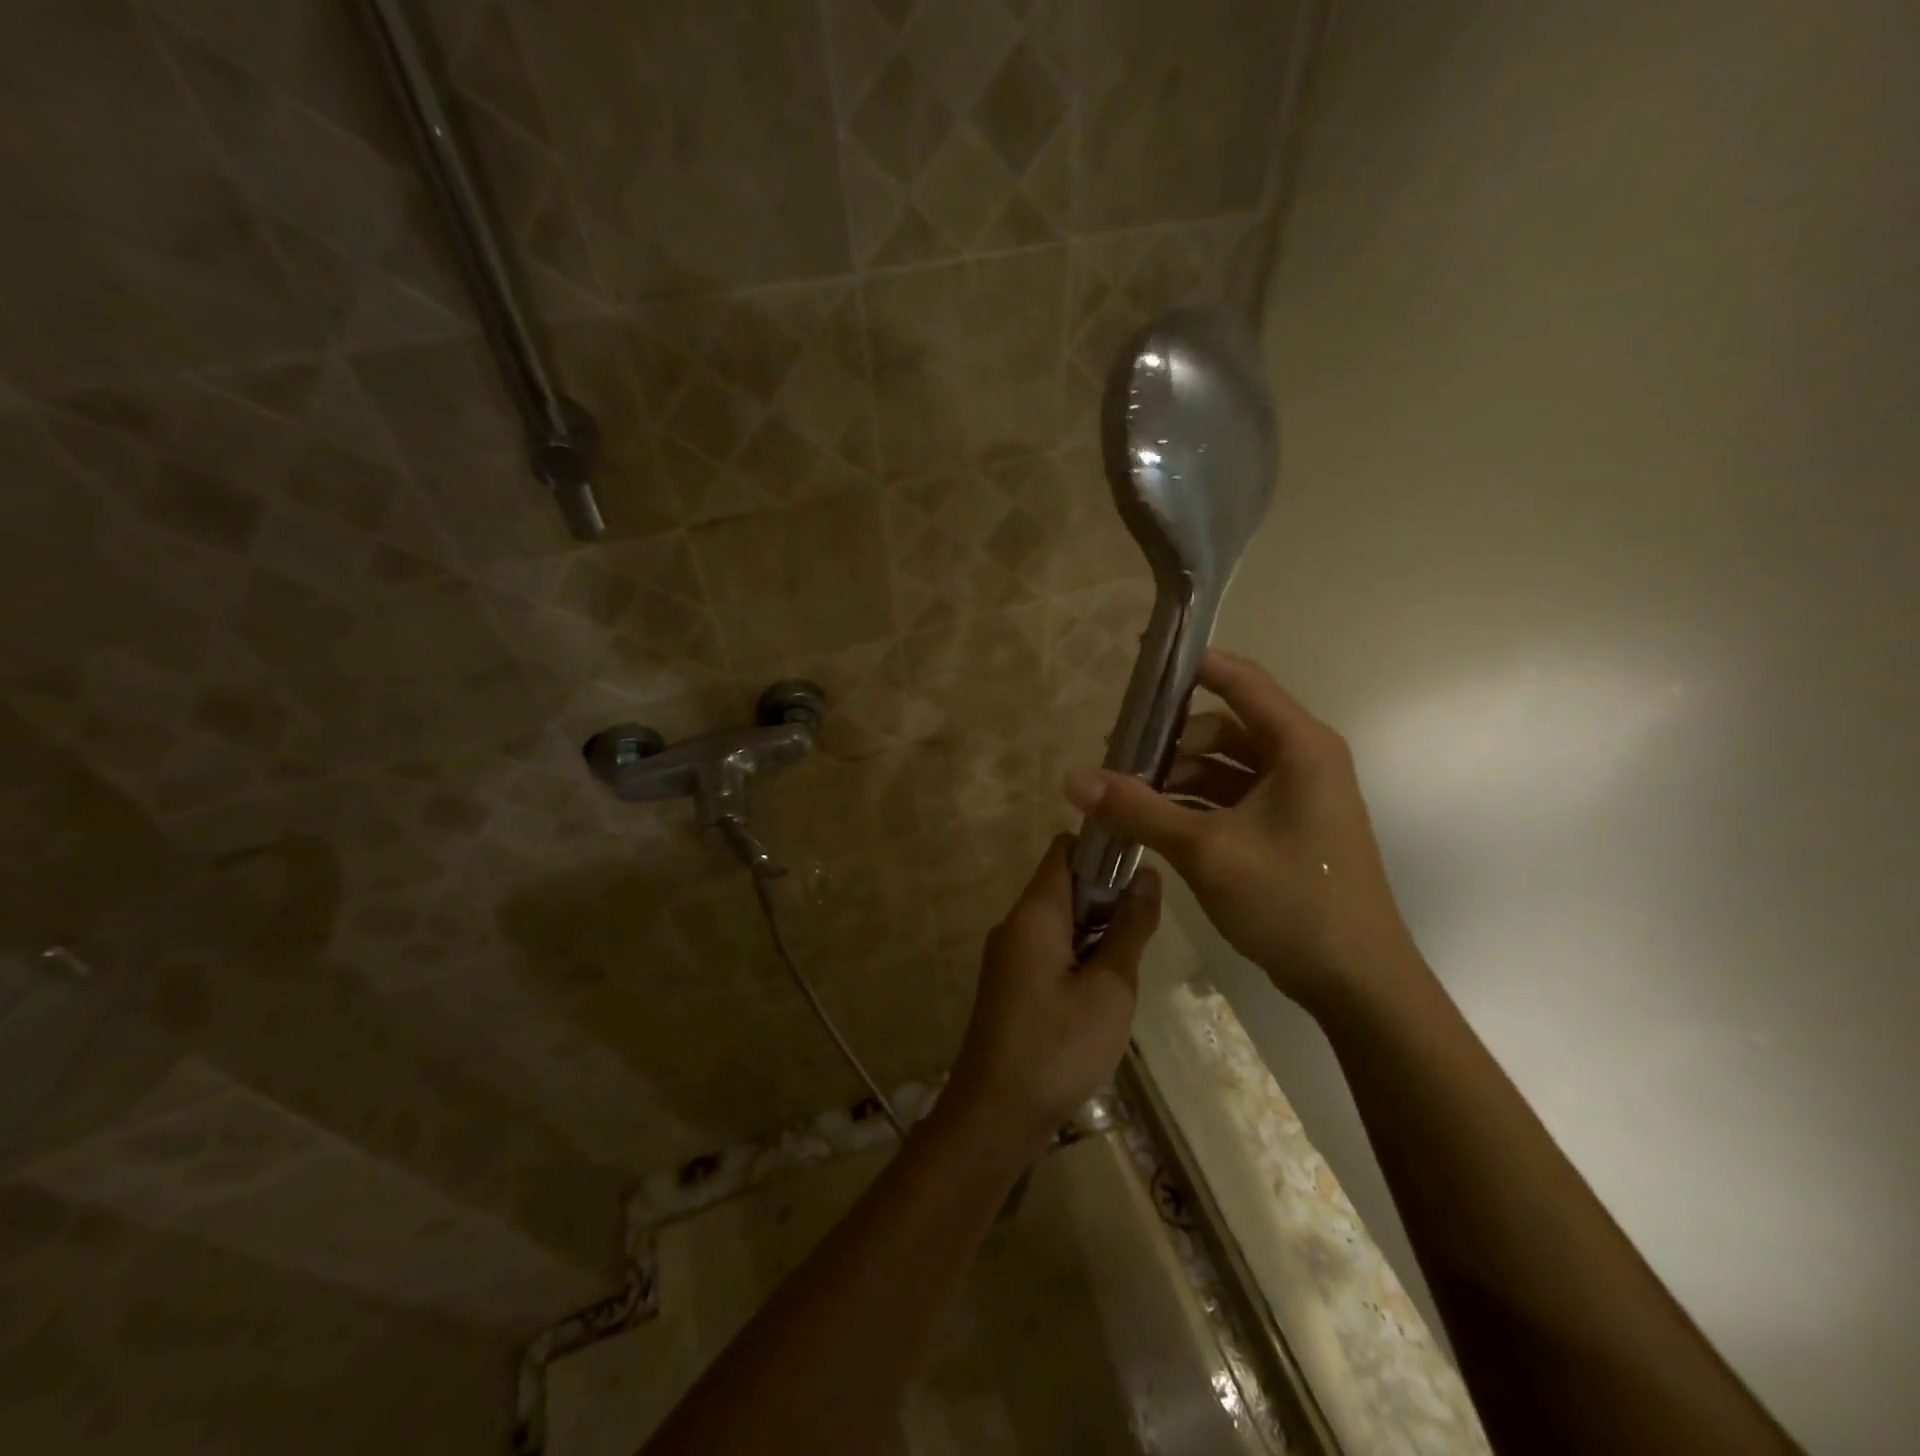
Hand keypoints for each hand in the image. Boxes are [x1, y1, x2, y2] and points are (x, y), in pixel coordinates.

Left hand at [947, 836, 1161, 1149]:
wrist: (995, 1113)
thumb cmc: (1058, 1047)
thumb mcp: (1110, 988)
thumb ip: (1130, 929)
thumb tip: (1148, 876)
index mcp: (1035, 913)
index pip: (1065, 848)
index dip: (1103, 847)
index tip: (1142, 867)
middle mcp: (1015, 923)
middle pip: (1062, 881)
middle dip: (1106, 892)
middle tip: (1146, 922)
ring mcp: (1008, 953)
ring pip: (1058, 916)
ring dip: (1096, 925)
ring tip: (1132, 956)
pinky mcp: (1010, 981)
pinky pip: (1048, 946)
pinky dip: (1079, 950)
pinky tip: (1105, 985)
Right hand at [1064, 650, 1418, 1018]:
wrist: (1356, 983)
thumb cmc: (1291, 901)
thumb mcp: (1206, 851)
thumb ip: (1138, 810)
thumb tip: (1072, 779)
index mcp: (1299, 747)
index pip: (1239, 680)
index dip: (1189, 666)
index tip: (1137, 663)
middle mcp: (1300, 760)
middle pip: (1223, 726)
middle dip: (1169, 739)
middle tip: (1117, 756)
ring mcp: (1294, 796)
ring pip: (1223, 766)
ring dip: (1176, 776)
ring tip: (1125, 797)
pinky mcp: (1284, 828)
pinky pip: (1230, 798)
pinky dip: (1192, 804)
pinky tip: (1153, 822)